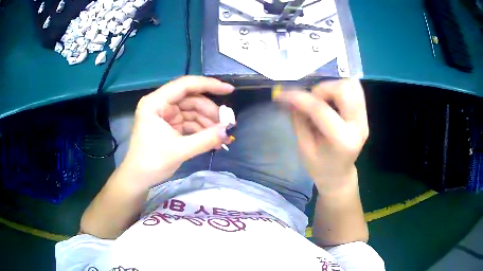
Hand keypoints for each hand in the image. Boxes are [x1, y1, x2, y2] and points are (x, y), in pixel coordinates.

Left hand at [121, 76, 233, 187]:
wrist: (139, 179)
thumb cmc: (151, 163)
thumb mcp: (179, 150)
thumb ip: (205, 139)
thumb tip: (228, 130)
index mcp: (155, 103)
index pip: (185, 85)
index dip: (209, 85)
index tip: (229, 90)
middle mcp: (161, 104)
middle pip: (191, 99)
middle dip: (210, 112)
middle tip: (227, 124)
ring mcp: (166, 115)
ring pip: (193, 111)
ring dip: (208, 123)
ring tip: (222, 137)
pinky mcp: (170, 125)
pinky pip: (190, 122)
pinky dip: (202, 130)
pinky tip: (214, 141)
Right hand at [275, 79, 368, 191]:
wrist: (339, 176)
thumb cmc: (319, 167)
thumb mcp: (304, 147)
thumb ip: (299, 120)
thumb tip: (290, 97)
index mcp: (342, 140)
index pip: (321, 110)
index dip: (299, 98)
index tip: (282, 95)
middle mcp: (358, 126)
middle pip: (344, 89)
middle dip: (321, 89)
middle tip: (310, 99)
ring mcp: (364, 119)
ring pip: (352, 85)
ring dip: (332, 86)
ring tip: (321, 98)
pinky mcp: (364, 114)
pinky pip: (355, 89)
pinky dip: (340, 87)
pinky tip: (330, 98)